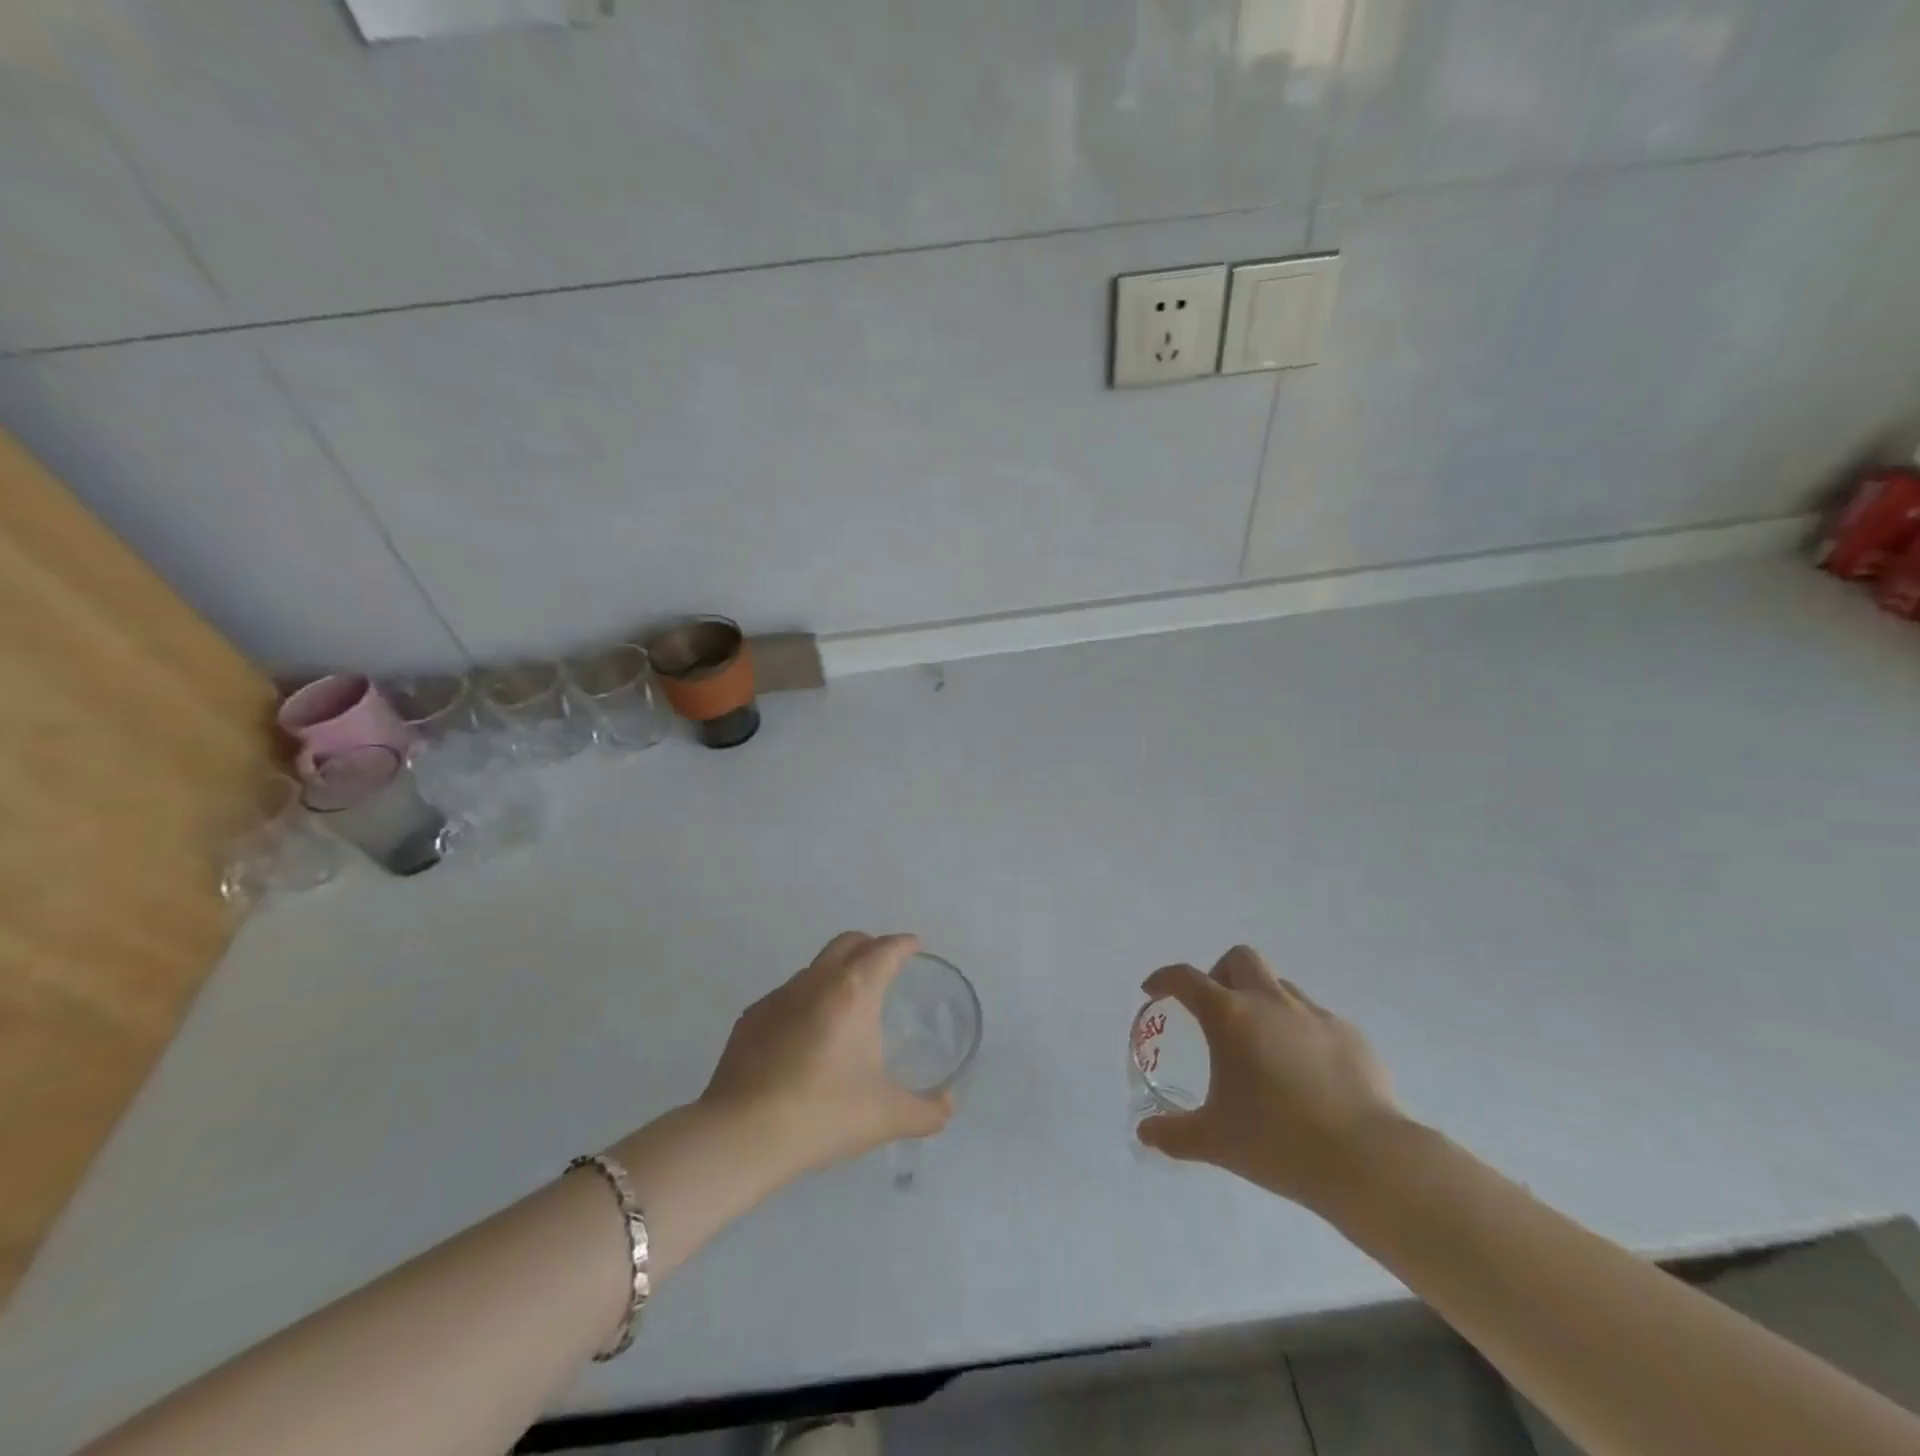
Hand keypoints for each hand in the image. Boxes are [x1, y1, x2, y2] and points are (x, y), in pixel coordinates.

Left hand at [700, 932, 952, 1176]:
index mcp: (853, 991)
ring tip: (846, 1007)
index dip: (902, 944)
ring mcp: (777, 998)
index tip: (913, 946)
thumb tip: (947, 1106)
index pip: (884, 950)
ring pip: (814, 969)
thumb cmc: (824, 1113)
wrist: (743, 1135)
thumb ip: (925, 1111)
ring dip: (834, 974)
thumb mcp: (886, 1116)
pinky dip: (804, 1002)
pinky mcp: (750, 1019)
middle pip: (846, 943)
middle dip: (869, 946)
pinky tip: (805, 1037)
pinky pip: (786, 997)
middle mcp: (815, 981)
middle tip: (884, 965)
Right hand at [1136, 946, 1404, 1210]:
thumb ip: (1174, 1134)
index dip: (1164, 979)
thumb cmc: (1278, 1142)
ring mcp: (1314, 1014)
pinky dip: (1299, 1030)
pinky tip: (1304, 1071)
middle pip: (1239, 959)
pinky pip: (1314, 1017)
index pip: (1186, 978)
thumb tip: (1145, 1134)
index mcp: (1230, 1017)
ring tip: (1261, 1045)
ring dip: (1261, 1000)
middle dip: (1220, 974)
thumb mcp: (1215, 1142)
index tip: (1153, 990)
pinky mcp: (1349, 1035)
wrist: (1366, 1159)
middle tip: (1215, 1010)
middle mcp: (1270, 1002)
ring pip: (1279, 985)